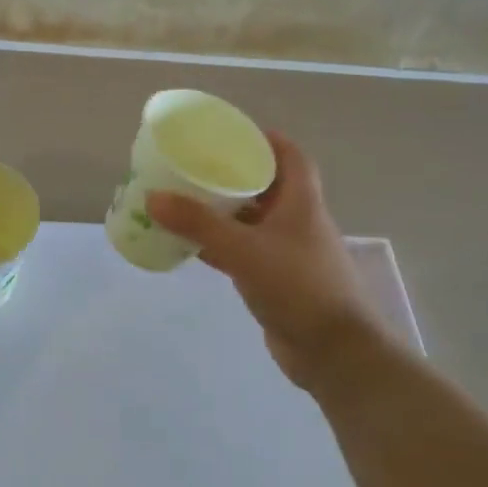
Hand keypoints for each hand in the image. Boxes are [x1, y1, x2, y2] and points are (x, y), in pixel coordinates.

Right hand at [146, 133, 390, 392]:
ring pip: (252, 221)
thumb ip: (198, 224)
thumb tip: (153, 197)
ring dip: (222, 211)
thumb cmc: (298, 288)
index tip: (231, 132)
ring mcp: (288, 253)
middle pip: (266, 186)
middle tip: (195, 166)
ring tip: (184, 200)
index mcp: (301, 202)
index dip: (266, 139)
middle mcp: (297, 222)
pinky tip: (189, 245)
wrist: (334, 354)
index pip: (291, 156)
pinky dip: (219, 245)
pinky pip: (243, 252)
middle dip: (233, 174)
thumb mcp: (244, 250)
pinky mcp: (276, 281)